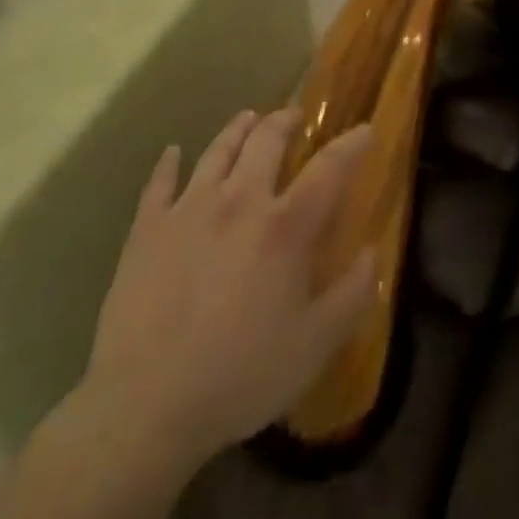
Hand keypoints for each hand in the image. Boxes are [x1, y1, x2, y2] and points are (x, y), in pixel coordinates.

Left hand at [77, 109, 375, 466]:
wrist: (146, 403)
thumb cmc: (241, 375)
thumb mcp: (316, 345)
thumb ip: (352, 295)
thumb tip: (372, 253)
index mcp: (285, 226)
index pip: (329, 168)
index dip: (352, 144)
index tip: (365, 129)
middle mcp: (240, 200)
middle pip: (266, 141)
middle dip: (285, 122)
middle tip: (293, 116)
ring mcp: (189, 209)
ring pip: (217, 151)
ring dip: (237, 129)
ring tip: (248, 118)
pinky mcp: (148, 228)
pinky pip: (160, 182)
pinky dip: (169, 163)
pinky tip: (173, 152)